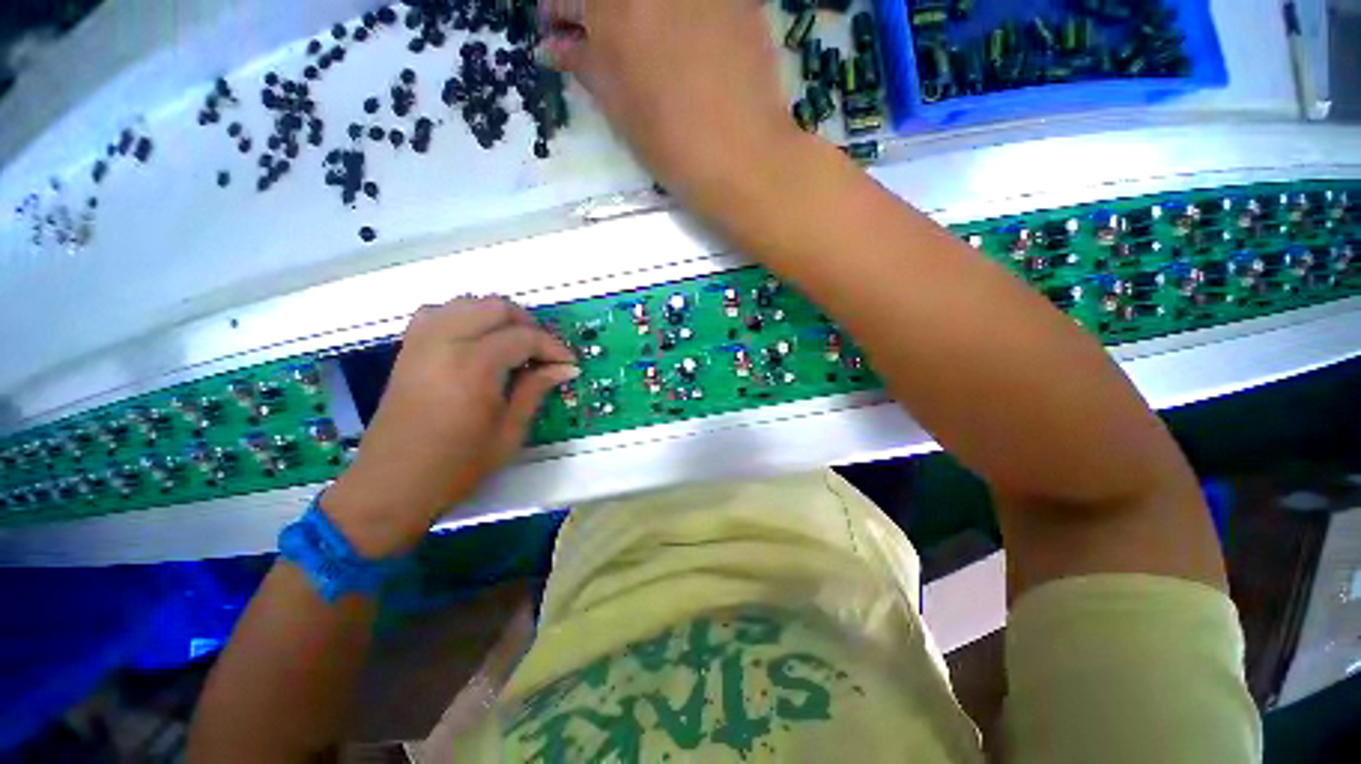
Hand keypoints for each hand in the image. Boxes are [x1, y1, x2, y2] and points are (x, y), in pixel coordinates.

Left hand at [324, 297, 578, 556]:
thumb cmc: (458, 465)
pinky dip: (465, 317)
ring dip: (497, 316)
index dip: (553, 348)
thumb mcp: (509, 431)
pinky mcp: (408, 349)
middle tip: (543, 353)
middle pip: (495, 307)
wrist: (393, 485)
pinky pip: (439, 312)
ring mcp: (421, 342)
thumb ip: (536, 389)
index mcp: (474, 367)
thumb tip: (566, 368)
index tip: (569, 363)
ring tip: (514, 344)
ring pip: (467, 303)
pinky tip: (477, 340)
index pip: (524, 337)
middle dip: (528, 324)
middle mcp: (445, 342)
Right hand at [540, 0, 802, 202]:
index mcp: (612, 12)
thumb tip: (555, 47)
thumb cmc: (673, 147)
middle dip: (597, 8)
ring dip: (636, 11)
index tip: (559, 30)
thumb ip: (586, 68)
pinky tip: (681, 34)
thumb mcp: (621, 112)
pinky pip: (695, 3)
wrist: (743, 157)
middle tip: (599, 32)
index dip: (558, 14)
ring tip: (641, 35)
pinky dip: (678, 15)